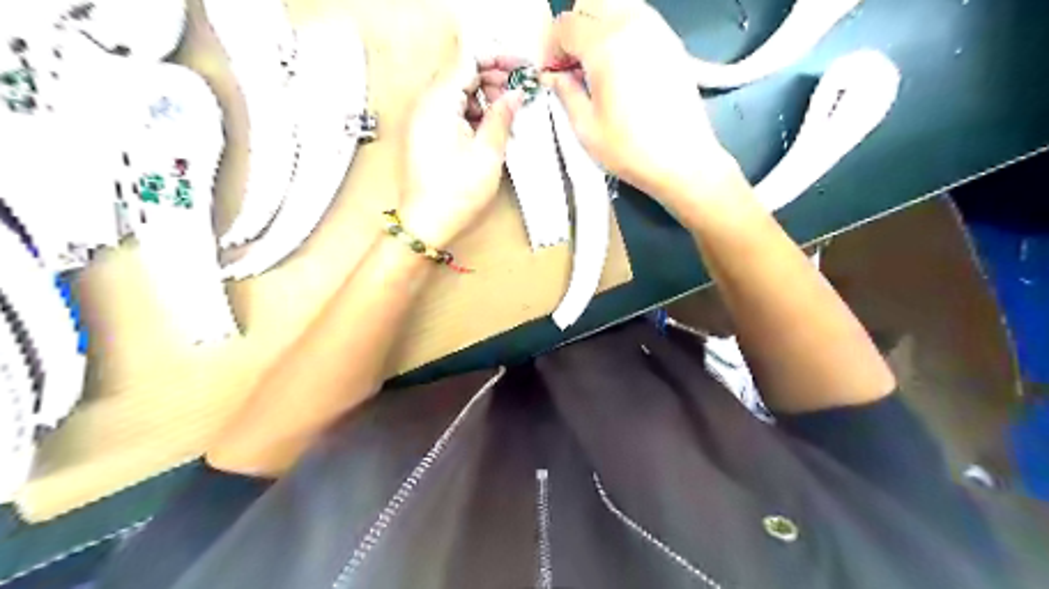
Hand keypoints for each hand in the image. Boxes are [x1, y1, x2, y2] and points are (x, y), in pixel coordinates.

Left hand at [396, 56, 522, 245]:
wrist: (426, 224)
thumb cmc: (454, 195)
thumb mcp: (487, 154)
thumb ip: (502, 118)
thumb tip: (514, 95)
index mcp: (438, 104)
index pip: (468, 60)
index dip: (498, 60)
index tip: (521, 67)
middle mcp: (425, 105)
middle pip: (461, 73)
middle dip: (492, 78)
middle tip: (519, 91)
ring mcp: (424, 120)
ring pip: (457, 93)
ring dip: (484, 97)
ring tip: (509, 113)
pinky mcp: (426, 135)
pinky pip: (451, 111)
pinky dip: (472, 113)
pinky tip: (491, 127)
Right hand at [540, 1, 744, 208]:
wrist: (683, 161)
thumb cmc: (631, 150)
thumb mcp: (585, 128)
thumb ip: (564, 92)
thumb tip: (553, 76)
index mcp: (605, 45)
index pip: (565, 25)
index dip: (551, 49)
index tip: (551, 74)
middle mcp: (632, 25)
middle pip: (590, 2)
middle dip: (573, 29)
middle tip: (570, 64)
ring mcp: (656, 30)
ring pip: (616, 5)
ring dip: (597, 26)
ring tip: (594, 65)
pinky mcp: (671, 42)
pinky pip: (638, 19)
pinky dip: (620, 31)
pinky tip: (618, 67)